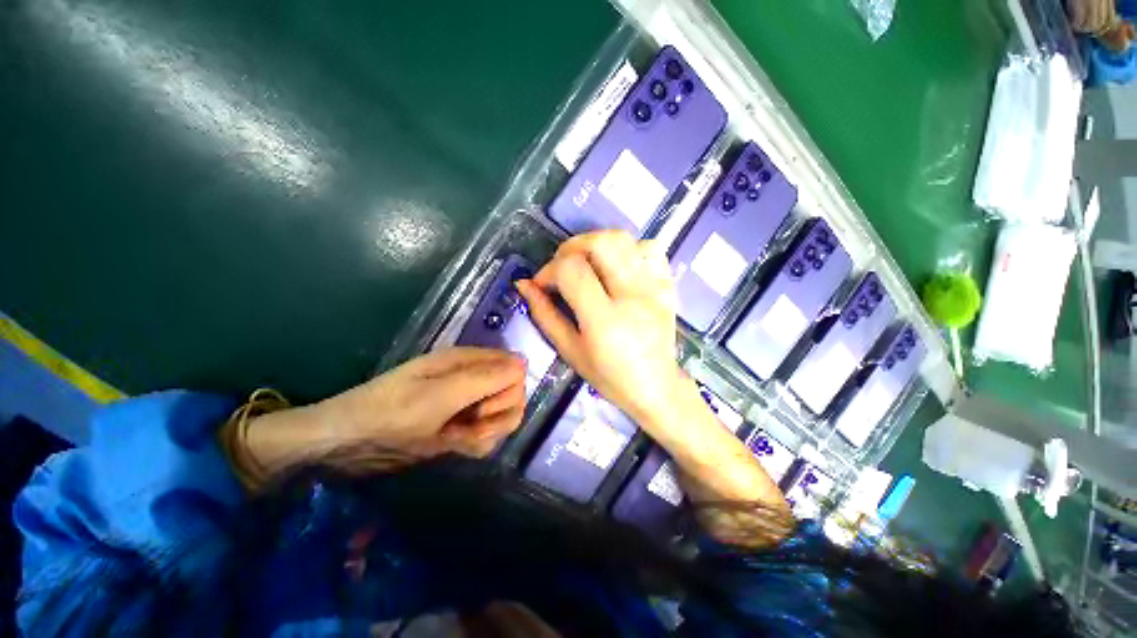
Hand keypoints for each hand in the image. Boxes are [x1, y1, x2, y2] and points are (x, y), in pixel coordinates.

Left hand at [242, 348, 526, 477]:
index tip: (480, 409)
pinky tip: (453, 445)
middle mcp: (473, 378)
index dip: (506, 392)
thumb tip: (524, 363)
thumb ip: (484, 379)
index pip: (515, 370)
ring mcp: (468, 402)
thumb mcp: (437, 397)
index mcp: (468, 361)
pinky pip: (488, 434)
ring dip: (488, 432)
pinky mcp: (461, 424)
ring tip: (458, 438)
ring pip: (503, 416)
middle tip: (468, 426)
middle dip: (497, 415)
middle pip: (513, 394)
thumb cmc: (388, 414)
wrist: (345, 444)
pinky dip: (478, 443)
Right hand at [515, 230, 682, 427]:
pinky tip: (618, 267)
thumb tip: (524, 285)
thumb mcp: (570, 350)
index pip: (572, 270)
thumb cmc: (608, 376)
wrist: (656, 386)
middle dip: (572, 247)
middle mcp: (632, 297)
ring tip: (588, 263)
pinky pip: (650, 249)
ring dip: (597, 244)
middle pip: (601, 243)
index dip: (549, 270)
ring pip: (624, 239)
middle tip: (563, 266)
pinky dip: (629, 249)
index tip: (543, 284)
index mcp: (604, 320)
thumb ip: (545, 315)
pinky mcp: (667, 285)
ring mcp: (654, 288)